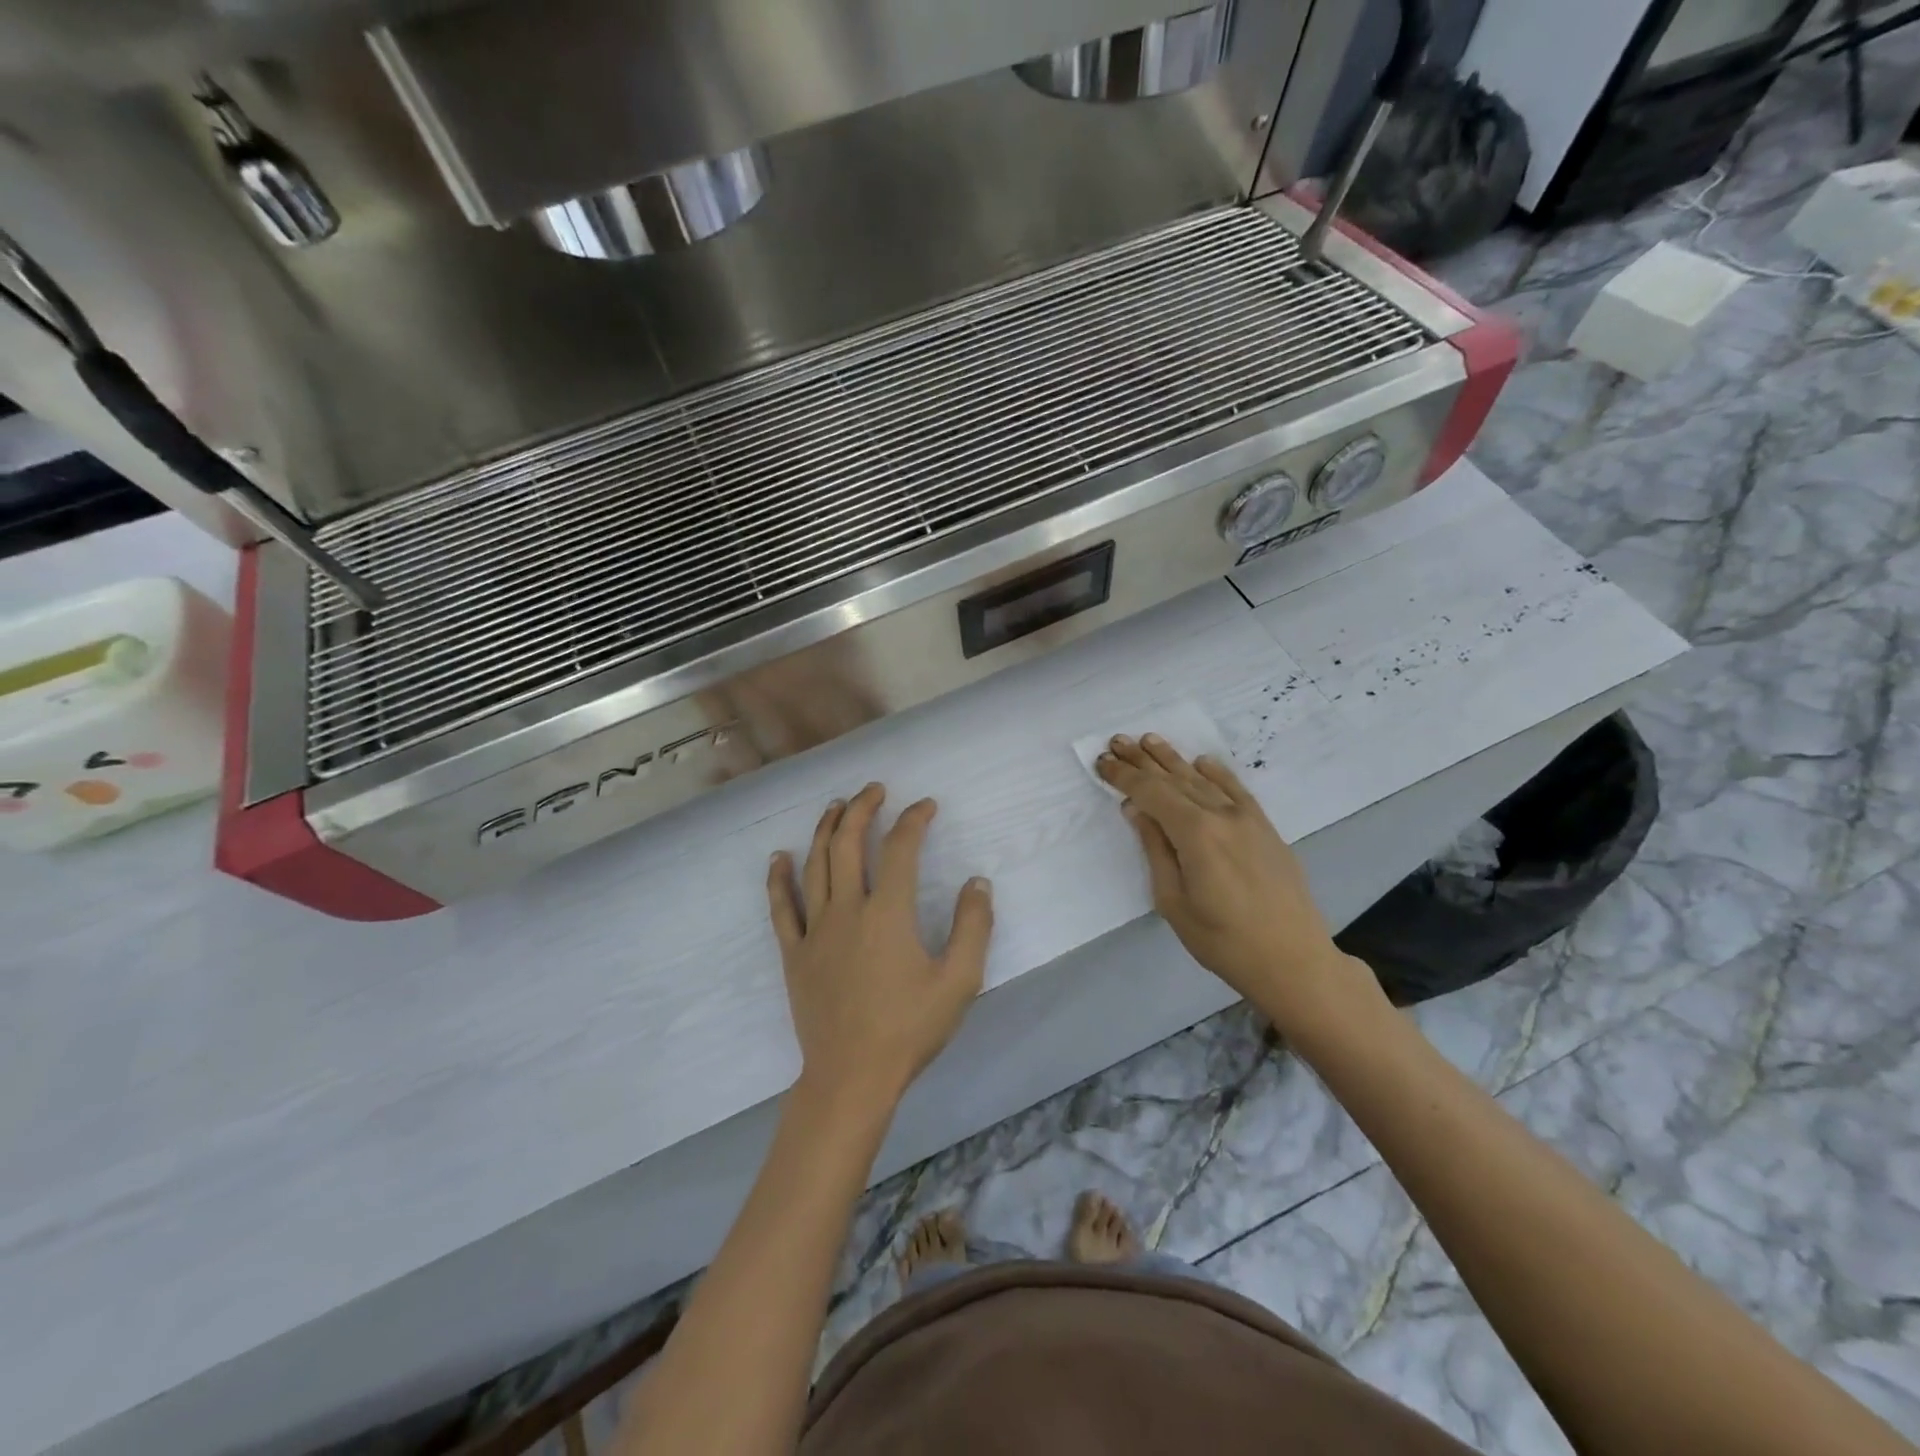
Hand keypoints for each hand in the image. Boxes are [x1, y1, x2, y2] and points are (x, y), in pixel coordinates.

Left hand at [767, 783, 993, 1110]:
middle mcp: (847, 909)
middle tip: (874, 790)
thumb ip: (973, 927)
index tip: (926, 806)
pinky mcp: (794, 953)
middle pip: (848, 843)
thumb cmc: (909, 1029)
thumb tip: (977, 882)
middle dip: (862, 809)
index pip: (900, 849)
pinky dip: (779, 878)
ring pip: (814, 865)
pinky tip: (778, 857)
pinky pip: (781, 907)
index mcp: (888, 913)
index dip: (913, 820)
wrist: (852, 1077)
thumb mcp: (959, 981)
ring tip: (836, 806)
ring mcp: (815, 930)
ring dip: (825, 829)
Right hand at [1095, 735, 1385, 1039]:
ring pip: (1202, 780)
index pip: (1152, 793)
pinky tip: (1201, 762)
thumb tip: (1137, 809)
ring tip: (1149, 740)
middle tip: (1117, 741)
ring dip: (1173, 759)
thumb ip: (1155, 849)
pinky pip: (1236, 790)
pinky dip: (1216, 773)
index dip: (1124, 777)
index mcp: (1195, 833)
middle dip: (1143, 760)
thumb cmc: (1223, 940)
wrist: (1293, 960)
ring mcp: (1247, 818)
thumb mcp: (1173, 901)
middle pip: (1175, 779)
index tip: (1102, 763)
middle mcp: (1221, 815)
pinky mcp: (1265, 828)